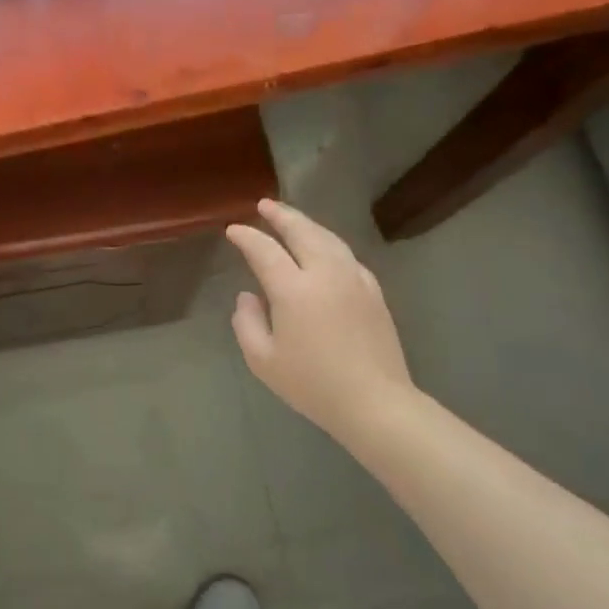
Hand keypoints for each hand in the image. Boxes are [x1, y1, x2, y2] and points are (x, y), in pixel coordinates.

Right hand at [225, 200, 416, 440]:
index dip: (247, 237)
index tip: (233, 230)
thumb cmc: (312, 384)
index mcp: (294, 290)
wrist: (375, 403)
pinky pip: (347, 256)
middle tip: (264, 205)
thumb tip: (248, 297)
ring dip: (307, 224)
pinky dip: (329, 244)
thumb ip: (247, 323)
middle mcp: (325, 274)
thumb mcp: (263, 360)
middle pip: (302, 232)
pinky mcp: (373, 292)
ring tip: (291, 218)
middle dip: (281, 215)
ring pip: (329, 239)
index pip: (265, 250)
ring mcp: (354, 280)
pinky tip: (324, 249)